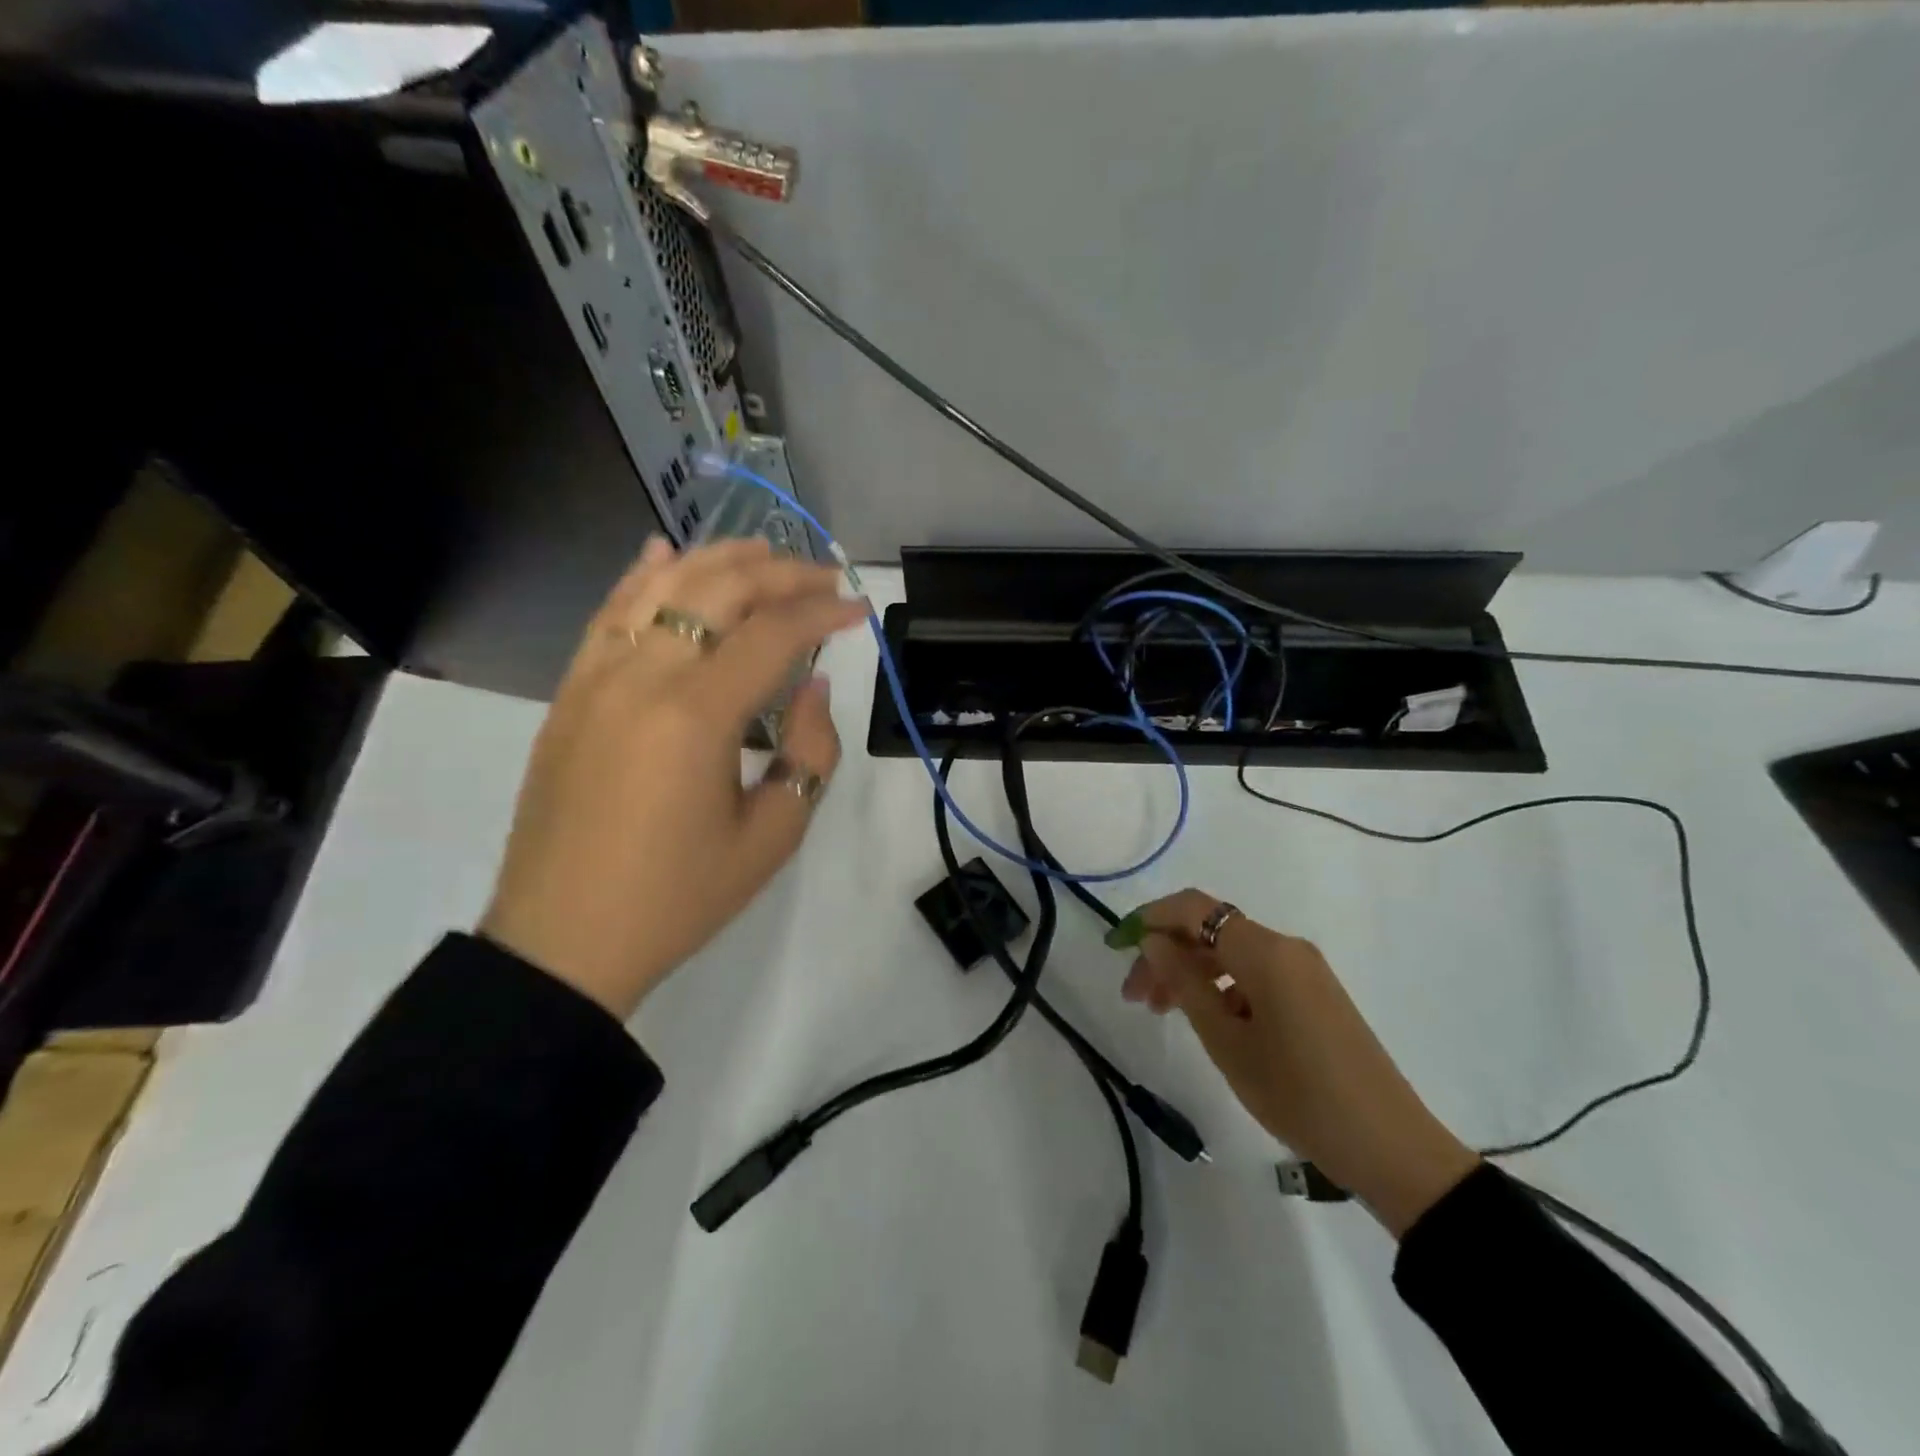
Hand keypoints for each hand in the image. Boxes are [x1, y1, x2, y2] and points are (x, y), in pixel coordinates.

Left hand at [481, 536, 866, 1021]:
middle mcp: (641, 677)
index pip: (772, 633)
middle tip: (823, 577)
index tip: (859, 610)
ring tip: (764, 551)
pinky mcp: (570, 693)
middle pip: (717, 591)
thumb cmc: (679, 898)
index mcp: (696, 716)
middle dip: (779, 574)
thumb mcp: (772, 836)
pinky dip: (642, 578)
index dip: (823, 612)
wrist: (563, 941)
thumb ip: (810, 751)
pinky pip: (608, 615)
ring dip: (717, 560)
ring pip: (660, 588)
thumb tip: (811, 684)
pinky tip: (665, 554)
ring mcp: (596, 678)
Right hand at [1121, 890, 1478, 1235]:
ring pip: (1231, 953)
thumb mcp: (1227, 1042)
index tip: (1117, 947)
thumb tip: (1154, 940)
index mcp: (1264, 951)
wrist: (1389, 1147)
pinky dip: (1222, 986)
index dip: (1150, 918)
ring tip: (1164, 1013)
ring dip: (1191, 972)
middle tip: (1136, 997)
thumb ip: (1185, 983)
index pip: (1193, 909)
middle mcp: (1285, 947)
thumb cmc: (1298, 1093)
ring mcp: (1304, 970)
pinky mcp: (1315, 994)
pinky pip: (1255, 973)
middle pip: (1210, 930)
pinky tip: (1210, 1022)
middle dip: (1166, 953)